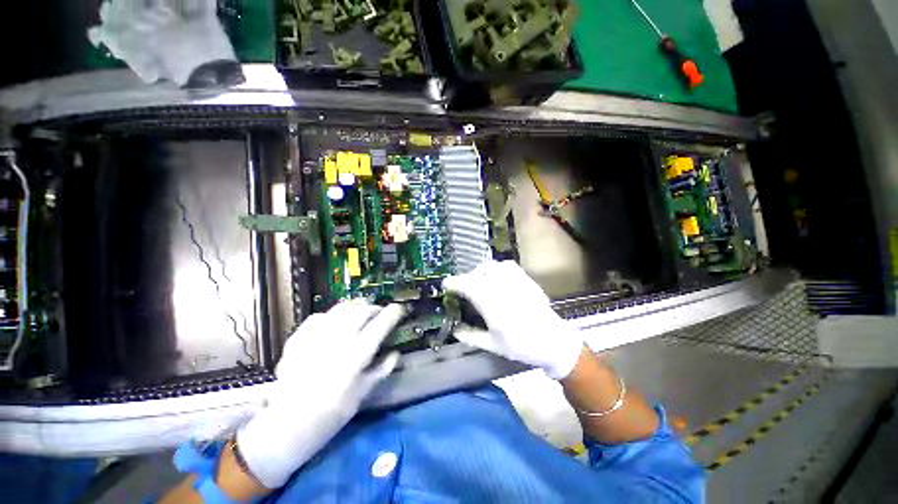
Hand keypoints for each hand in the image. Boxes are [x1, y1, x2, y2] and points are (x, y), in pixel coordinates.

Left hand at [237, 301, 403, 488]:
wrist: (287, 425)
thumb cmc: (331, 414)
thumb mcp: (362, 393)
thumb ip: (381, 370)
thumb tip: (396, 353)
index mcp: (356, 356)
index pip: (380, 325)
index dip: (392, 313)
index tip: (398, 309)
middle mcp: (337, 341)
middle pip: (361, 311)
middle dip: (374, 308)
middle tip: (379, 312)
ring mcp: (315, 338)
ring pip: (340, 309)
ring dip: (355, 307)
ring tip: (360, 311)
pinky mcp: (298, 339)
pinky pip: (318, 317)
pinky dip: (331, 316)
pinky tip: (333, 322)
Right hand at [442, 261, 582, 379]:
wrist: (553, 341)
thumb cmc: (522, 346)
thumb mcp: (493, 346)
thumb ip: (471, 336)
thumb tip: (454, 329)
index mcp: (494, 307)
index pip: (469, 287)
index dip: (455, 283)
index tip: (446, 285)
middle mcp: (504, 289)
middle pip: (477, 275)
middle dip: (464, 279)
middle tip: (460, 288)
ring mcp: (516, 281)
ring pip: (491, 267)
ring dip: (478, 272)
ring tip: (476, 282)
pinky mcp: (525, 279)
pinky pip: (506, 265)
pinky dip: (494, 268)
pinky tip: (494, 277)